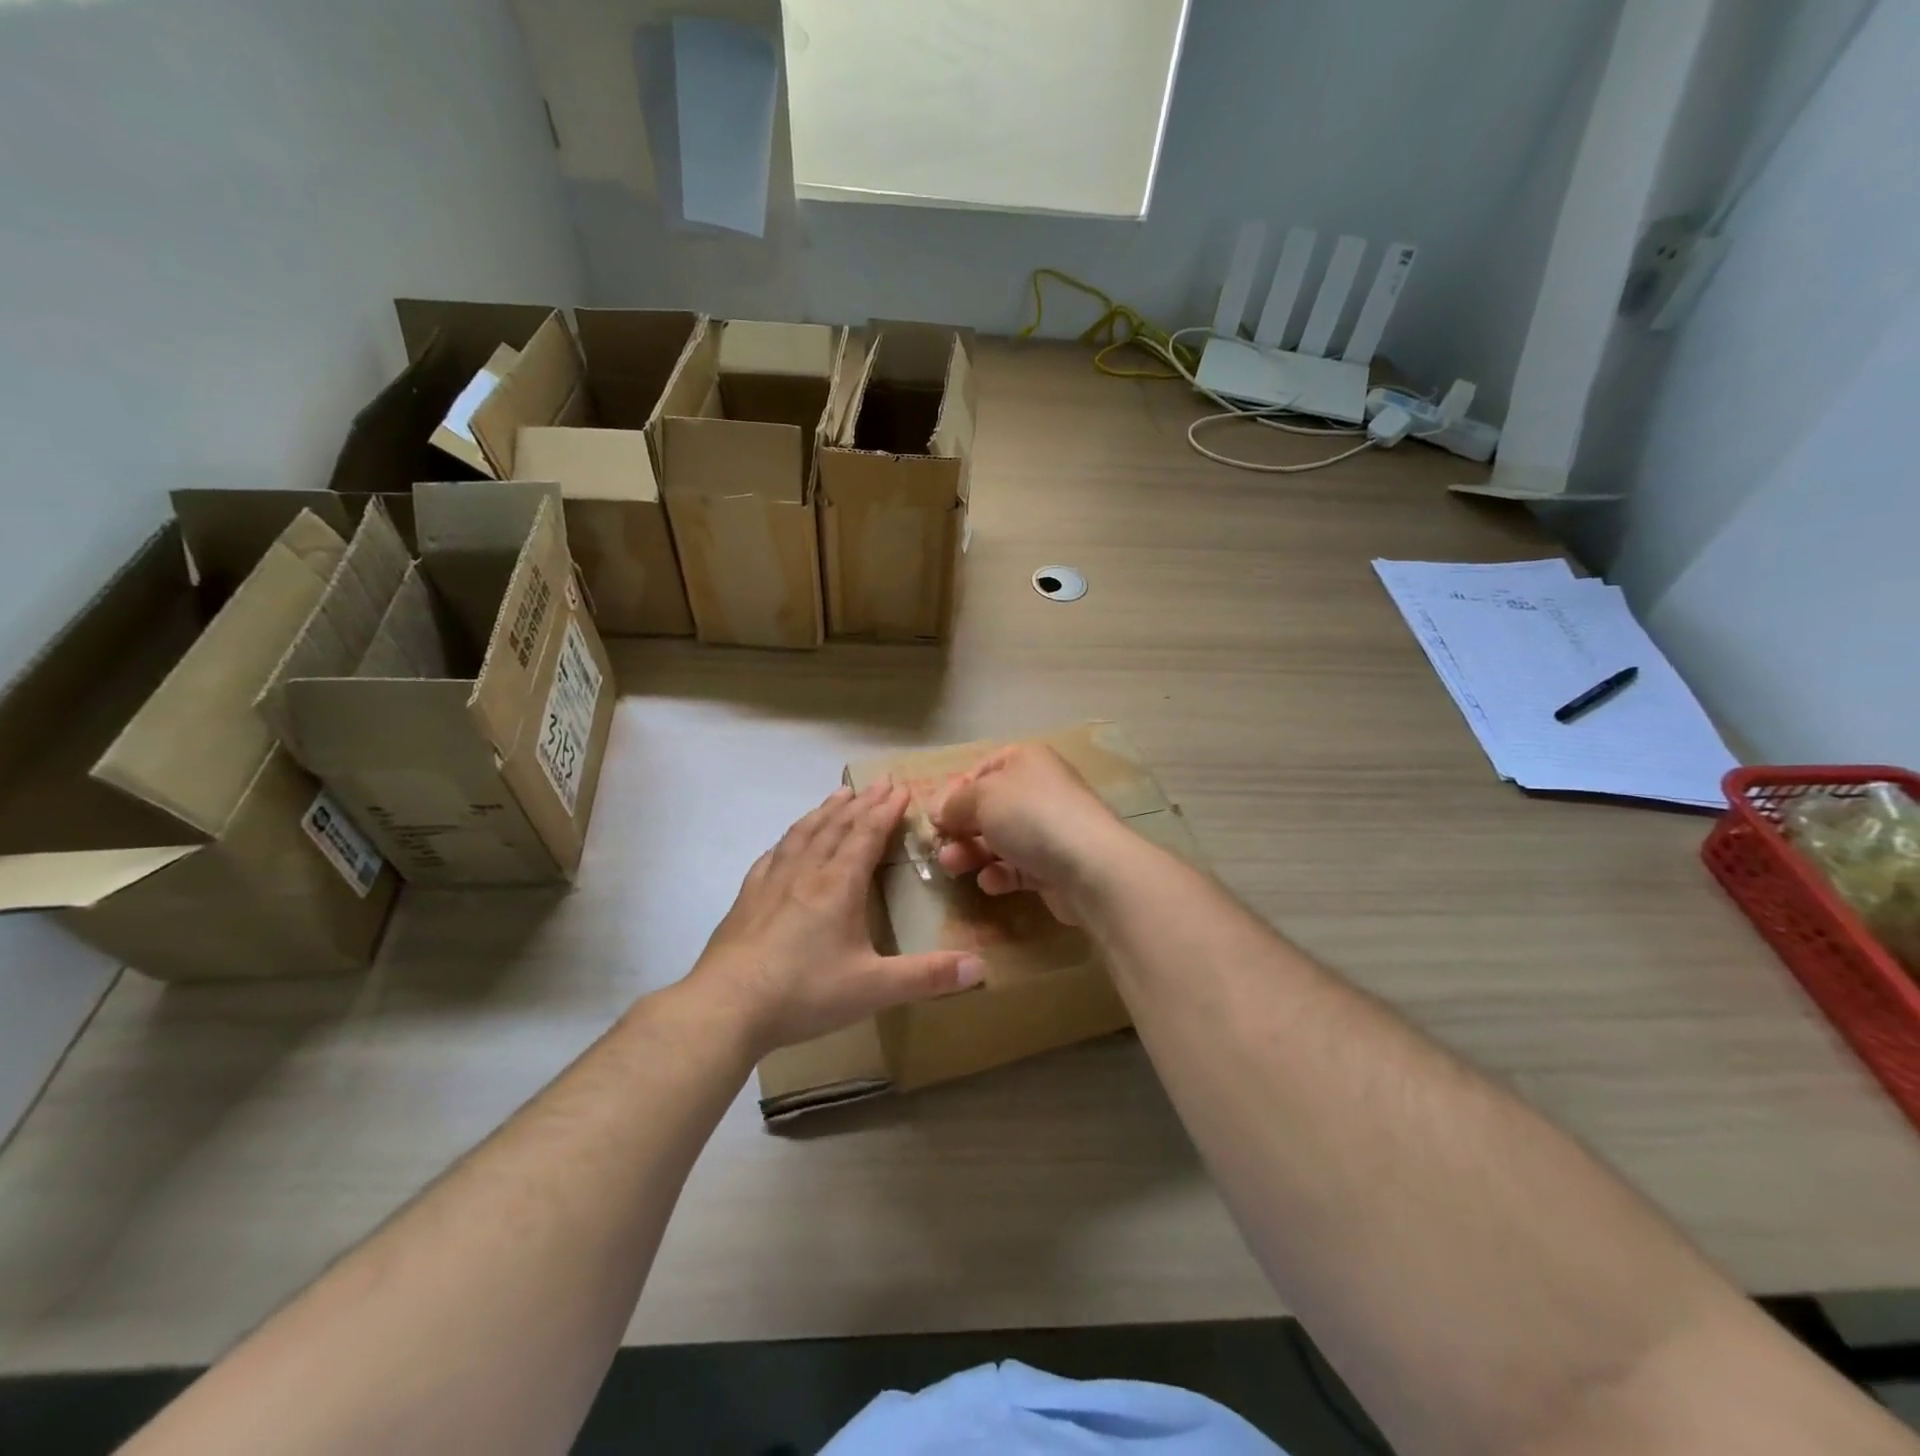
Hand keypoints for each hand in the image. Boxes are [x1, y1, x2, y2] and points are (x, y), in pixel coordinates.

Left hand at [690, 782, 984, 1055]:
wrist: (726, 1006)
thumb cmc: (804, 992)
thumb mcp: (874, 988)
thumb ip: (927, 977)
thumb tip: (981, 968)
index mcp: (838, 885)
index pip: (866, 835)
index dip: (885, 810)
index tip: (900, 787)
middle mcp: (806, 872)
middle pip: (837, 826)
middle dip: (861, 802)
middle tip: (878, 782)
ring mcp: (771, 882)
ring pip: (803, 834)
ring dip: (825, 811)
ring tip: (838, 795)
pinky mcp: (747, 898)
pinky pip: (773, 855)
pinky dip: (789, 838)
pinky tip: (787, 841)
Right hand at [930, 744, 1123, 925]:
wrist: (1089, 865)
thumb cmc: (1030, 815)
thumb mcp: (981, 797)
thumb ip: (954, 803)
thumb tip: (939, 811)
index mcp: (1026, 761)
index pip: (981, 769)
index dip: (955, 791)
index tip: (934, 816)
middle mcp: (1040, 790)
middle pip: (989, 807)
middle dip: (960, 827)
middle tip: (938, 847)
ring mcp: (1050, 829)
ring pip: (1001, 839)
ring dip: (972, 853)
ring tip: (952, 867)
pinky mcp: (1055, 865)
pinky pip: (1018, 867)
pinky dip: (1000, 874)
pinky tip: (990, 882)